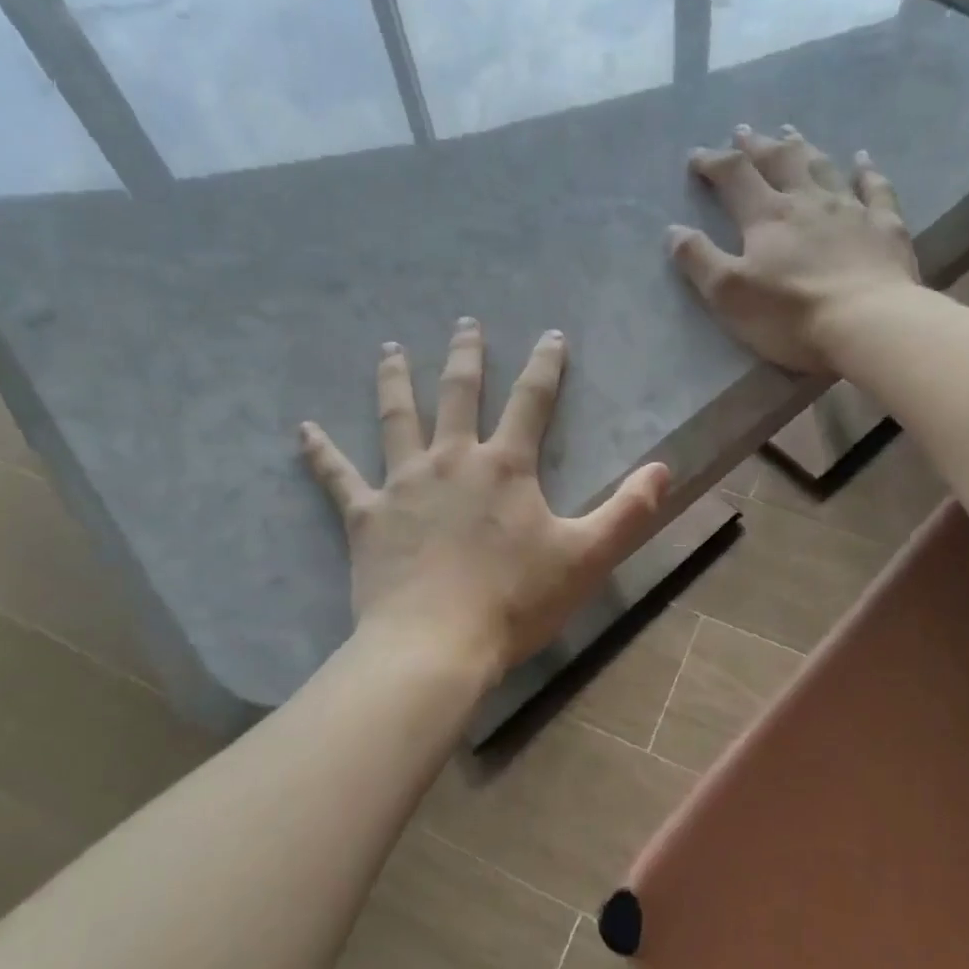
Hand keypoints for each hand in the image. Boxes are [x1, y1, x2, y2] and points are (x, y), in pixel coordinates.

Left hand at [300, 320, 669, 673]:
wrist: (435, 645)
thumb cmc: (515, 601)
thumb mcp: (588, 557)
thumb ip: (629, 511)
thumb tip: (665, 469)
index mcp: (505, 467)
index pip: (532, 401)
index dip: (546, 365)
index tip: (551, 335)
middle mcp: (452, 460)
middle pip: (458, 394)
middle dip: (466, 356)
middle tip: (465, 324)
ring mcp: (402, 484)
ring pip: (397, 418)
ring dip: (395, 381)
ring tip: (390, 349)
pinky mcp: (365, 516)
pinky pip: (337, 476)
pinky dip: (320, 451)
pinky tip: (303, 429)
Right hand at [668, 125, 918, 374]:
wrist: (868, 324)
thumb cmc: (791, 314)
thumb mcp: (729, 294)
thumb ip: (699, 259)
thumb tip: (673, 229)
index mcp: (767, 216)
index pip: (734, 175)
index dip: (713, 161)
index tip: (697, 157)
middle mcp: (807, 201)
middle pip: (779, 161)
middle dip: (757, 145)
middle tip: (744, 132)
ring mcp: (851, 209)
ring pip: (823, 166)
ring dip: (803, 148)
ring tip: (790, 134)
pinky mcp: (885, 226)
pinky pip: (875, 188)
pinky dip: (867, 171)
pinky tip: (863, 159)